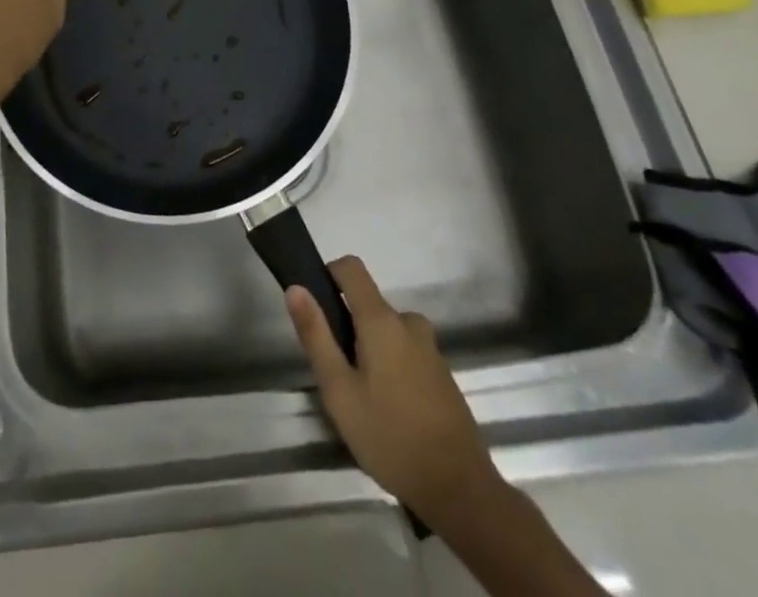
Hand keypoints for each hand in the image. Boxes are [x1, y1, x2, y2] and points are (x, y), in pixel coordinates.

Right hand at [287, 256, 503, 525]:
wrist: (461, 490)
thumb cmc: (391, 437)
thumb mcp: (339, 391)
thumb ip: (316, 336)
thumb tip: (296, 287)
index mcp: (382, 319)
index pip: (351, 267)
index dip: (328, 274)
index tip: (315, 307)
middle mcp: (408, 322)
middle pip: (367, 304)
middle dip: (347, 328)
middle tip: (337, 377)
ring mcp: (429, 347)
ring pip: (386, 331)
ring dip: (369, 351)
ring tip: (362, 400)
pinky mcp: (441, 372)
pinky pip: (405, 351)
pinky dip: (390, 367)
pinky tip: (388, 411)